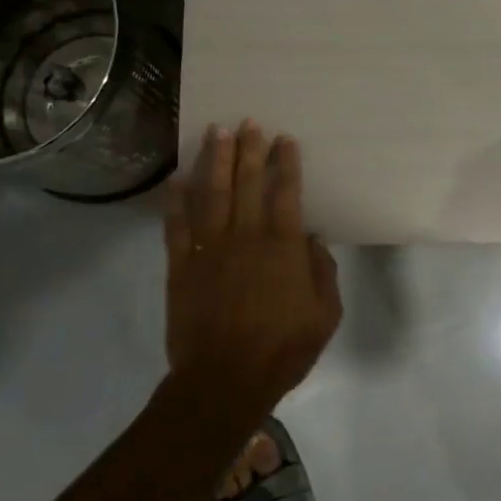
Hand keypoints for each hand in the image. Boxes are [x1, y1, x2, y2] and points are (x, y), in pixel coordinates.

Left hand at [164, 122, 341, 413]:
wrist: (224, 379)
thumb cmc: (282, 349)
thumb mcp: (324, 315)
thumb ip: (322, 272)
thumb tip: (311, 240)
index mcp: (282, 247)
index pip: (285, 192)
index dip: (285, 163)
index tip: (284, 139)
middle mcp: (245, 236)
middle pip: (246, 183)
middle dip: (249, 149)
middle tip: (249, 122)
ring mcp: (209, 248)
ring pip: (211, 194)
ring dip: (214, 160)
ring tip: (216, 132)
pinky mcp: (181, 265)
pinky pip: (176, 225)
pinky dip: (175, 200)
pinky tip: (176, 177)